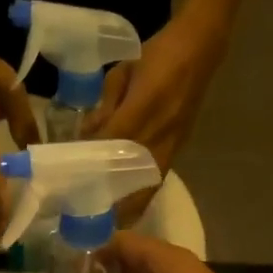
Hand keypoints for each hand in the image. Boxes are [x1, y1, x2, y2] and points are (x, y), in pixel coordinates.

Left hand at [81, 16, 221, 220]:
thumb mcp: (122, 74)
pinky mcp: (177, 151)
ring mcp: (171, 145)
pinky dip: (140, 198)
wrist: (201, 49)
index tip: (72, 185)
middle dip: (108, 198)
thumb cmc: (158, 56)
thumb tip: (86, 137)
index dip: (92, 166)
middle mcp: (159, 132)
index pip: (112, 145)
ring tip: (104, 223)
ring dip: (126, 206)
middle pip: (129, 174)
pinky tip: (125, 211)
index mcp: (144, 107)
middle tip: (84, 216)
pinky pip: (155, 182)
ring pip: (146, 186)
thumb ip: (105, 107)